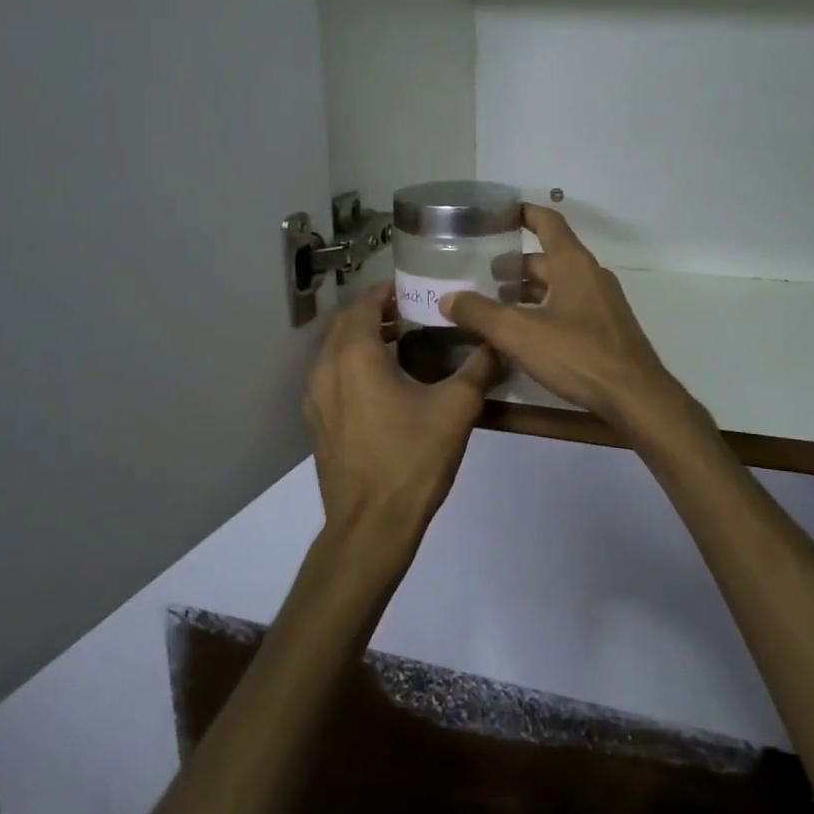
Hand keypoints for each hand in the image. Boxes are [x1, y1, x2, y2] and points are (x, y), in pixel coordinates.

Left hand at [304, 279, 497, 559]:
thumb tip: (498, 344)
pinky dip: (355, 364)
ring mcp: (316, 398)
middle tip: (416, 311)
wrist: (371, 526)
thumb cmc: (412, 459)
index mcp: (355, 355)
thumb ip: (479, 369)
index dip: (389, 289)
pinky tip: (386, 382)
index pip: (365, 302)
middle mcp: (326, 369)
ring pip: (337, 350)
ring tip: (403, 341)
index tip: (418, 287)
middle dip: (378, 311)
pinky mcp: (318, 422)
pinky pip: (333, 376)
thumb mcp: (457, 409)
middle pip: (347, 323)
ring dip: (365, 337)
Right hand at [441, 205, 687, 433]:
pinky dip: (545, 310)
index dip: (523, 213)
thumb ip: (480, 313)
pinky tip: (526, 335)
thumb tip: (447, 298)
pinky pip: (570, 307)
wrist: (635, 396)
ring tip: (497, 307)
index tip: (498, 213)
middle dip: (516, 265)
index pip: (548, 223)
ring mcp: (603, 303)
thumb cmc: (578, 354)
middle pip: (549, 258)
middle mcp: (591, 276)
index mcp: (574, 264)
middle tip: (482, 277)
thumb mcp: (519, 333)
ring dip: (529, 291)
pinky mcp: (607, 329)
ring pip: (559, 285)